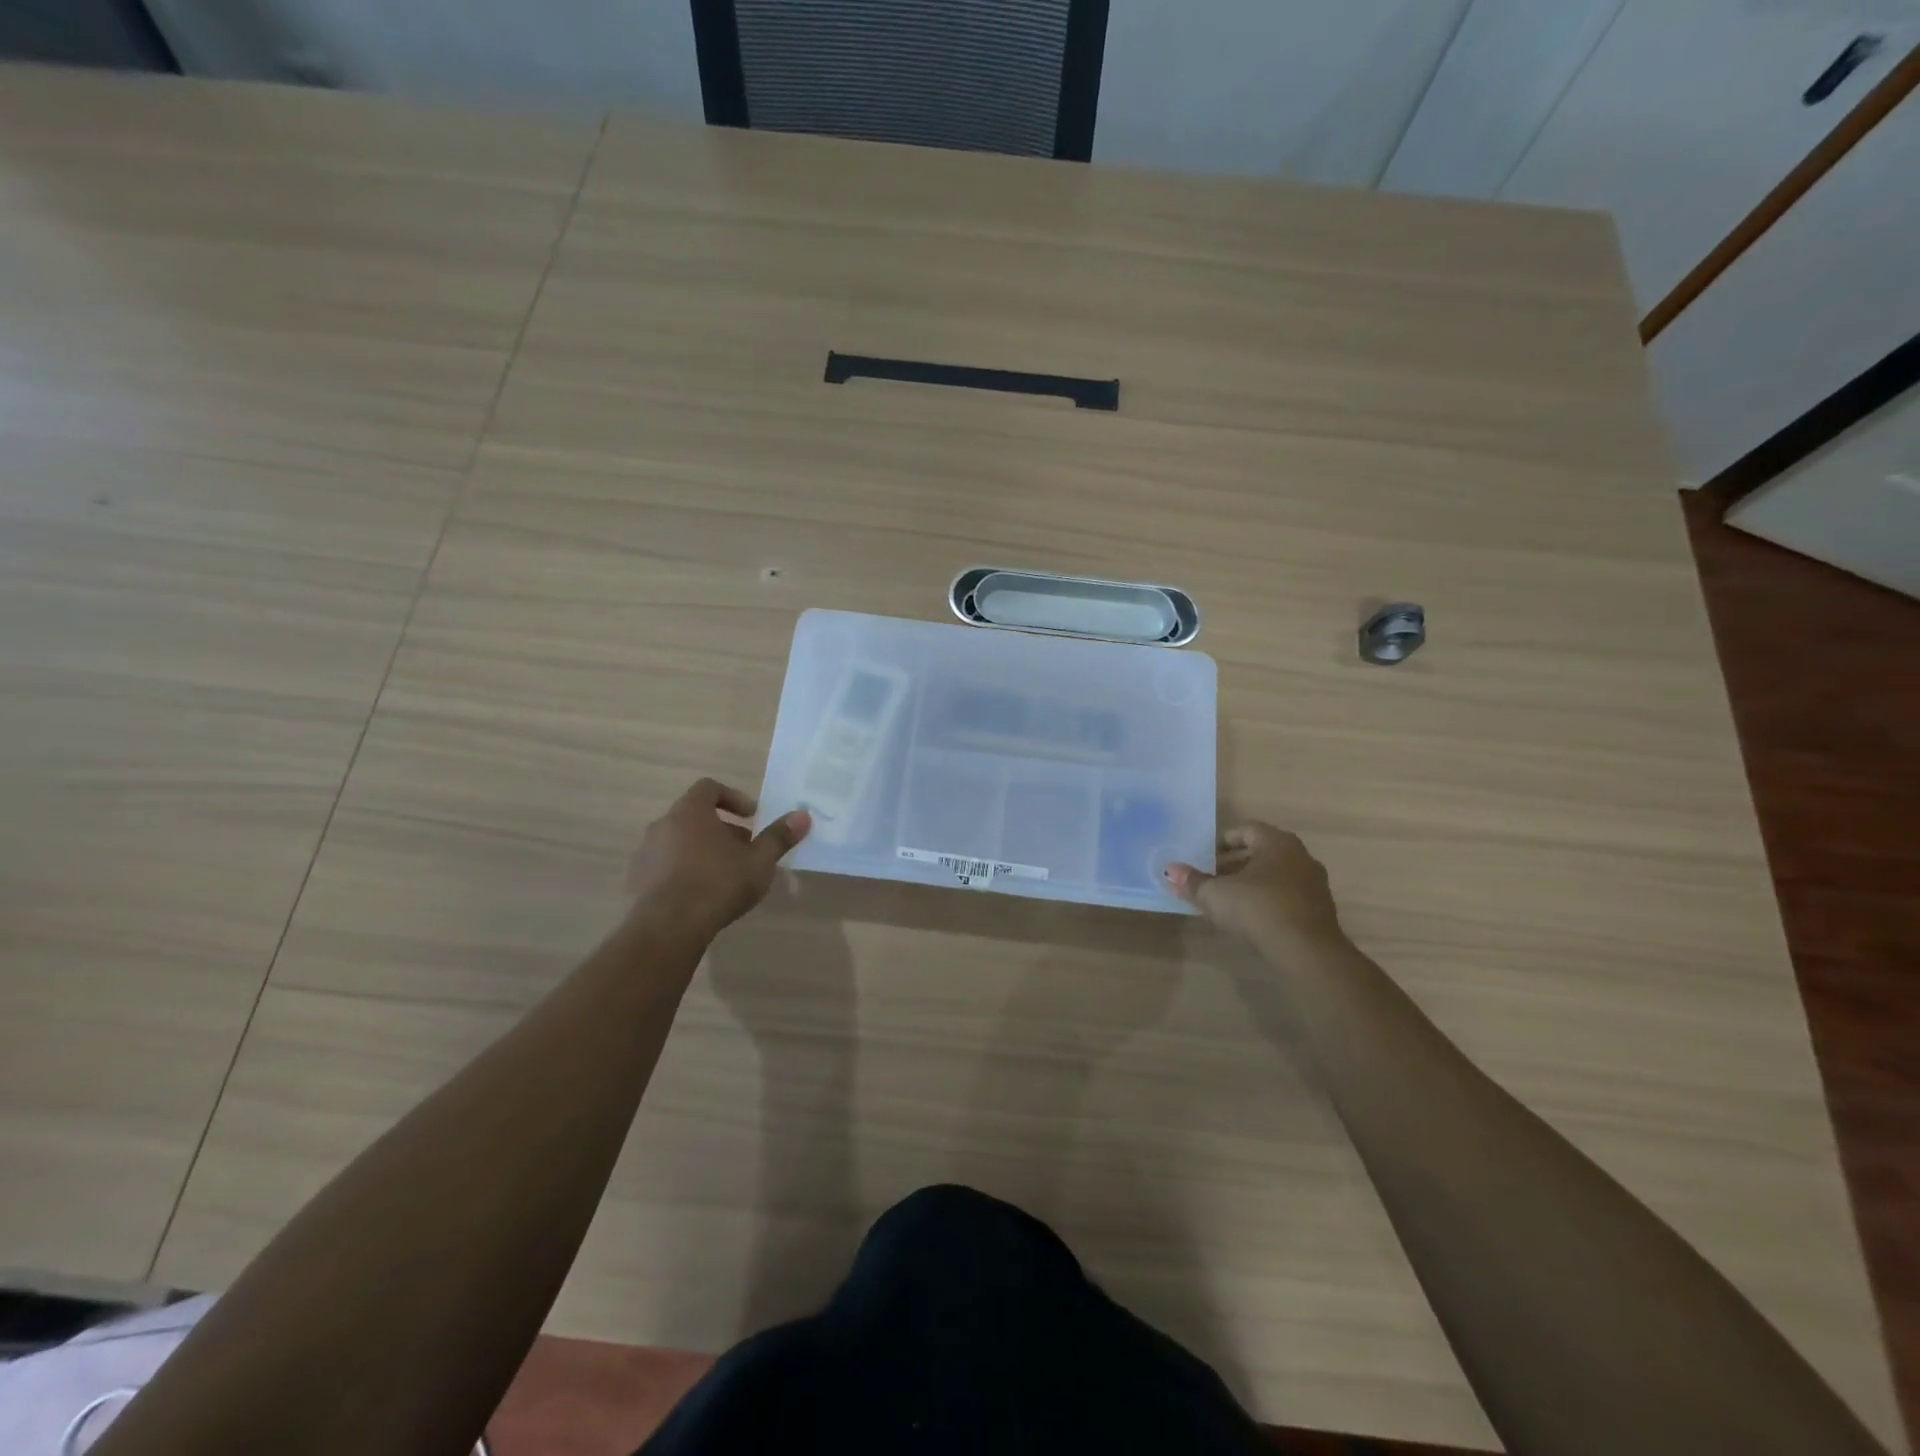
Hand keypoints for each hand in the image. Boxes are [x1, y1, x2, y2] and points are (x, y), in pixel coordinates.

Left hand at [627, 779, 810, 937]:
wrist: (667, 927)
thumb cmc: (718, 884)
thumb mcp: (759, 861)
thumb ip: (779, 837)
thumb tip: (803, 815)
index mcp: (690, 811)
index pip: (709, 788)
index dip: (733, 798)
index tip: (752, 817)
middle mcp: (662, 825)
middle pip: (695, 816)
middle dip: (723, 830)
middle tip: (745, 850)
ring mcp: (645, 853)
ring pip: (680, 842)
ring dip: (703, 851)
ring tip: (726, 875)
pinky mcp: (636, 880)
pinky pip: (666, 866)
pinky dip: (685, 871)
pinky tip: (702, 895)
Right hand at [1165, 823, 1345, 948]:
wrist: (1308, 952)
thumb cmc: (1259, 910)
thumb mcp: (1216, 895)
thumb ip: (1193, 881)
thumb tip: (1170, 870)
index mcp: (1277, 843)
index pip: (1247, 830)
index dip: (1223, 841)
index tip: (1204, 856)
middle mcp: (1300, 856)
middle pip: (1261, 852)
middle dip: (1234, 863)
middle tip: (1211, 877)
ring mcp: (1314, 884)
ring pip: (1275, 875)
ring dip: (1251, 882)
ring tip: (1228, 899)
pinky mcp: (1319, 910)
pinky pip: (1287, 895)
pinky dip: (1268, 900)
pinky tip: (1251, 918)